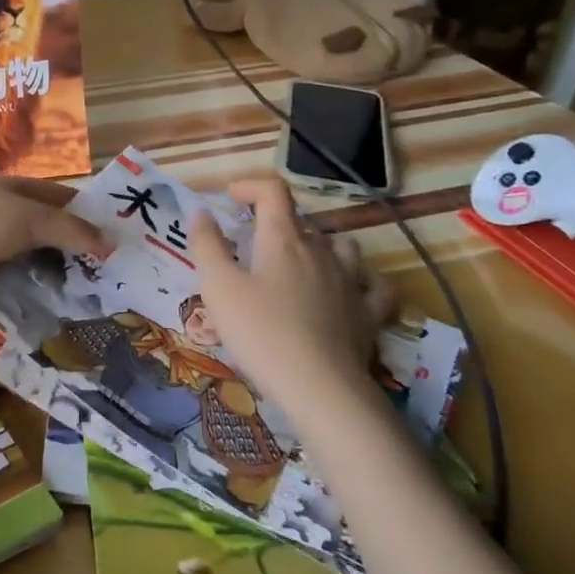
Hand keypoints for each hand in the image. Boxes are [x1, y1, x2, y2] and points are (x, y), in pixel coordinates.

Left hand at [0, 177, 110, 304]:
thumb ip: (71, 230)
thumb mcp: (29, 219)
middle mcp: (8, 217)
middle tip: (115, 276)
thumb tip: (112, 244)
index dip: (91, 214)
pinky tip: (62, 311)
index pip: (63, 199)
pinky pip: (19, 286)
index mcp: (17, 191)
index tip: (121, 237)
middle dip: (79, 253)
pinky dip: (37, 295)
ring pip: (37, 263)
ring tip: (96, 299)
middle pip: (52, 234)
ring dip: (59, 278)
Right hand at [189, 177, 395, 399]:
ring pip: (342, 245)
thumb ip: (207, 245)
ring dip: (320, 245)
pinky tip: (352, 288)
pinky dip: (362, 280)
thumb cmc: (260, 331)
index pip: (273, 192)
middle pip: (302, 221)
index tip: (230, 198)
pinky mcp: (369, 312)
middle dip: (276, 223)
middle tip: (252, 246)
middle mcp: (320, 250)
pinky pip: (374, 285)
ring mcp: (351, 280)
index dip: (250, 187)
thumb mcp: (218, 287)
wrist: (319, 386)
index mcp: (283, 239)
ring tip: (303, 262)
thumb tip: (201, 212)